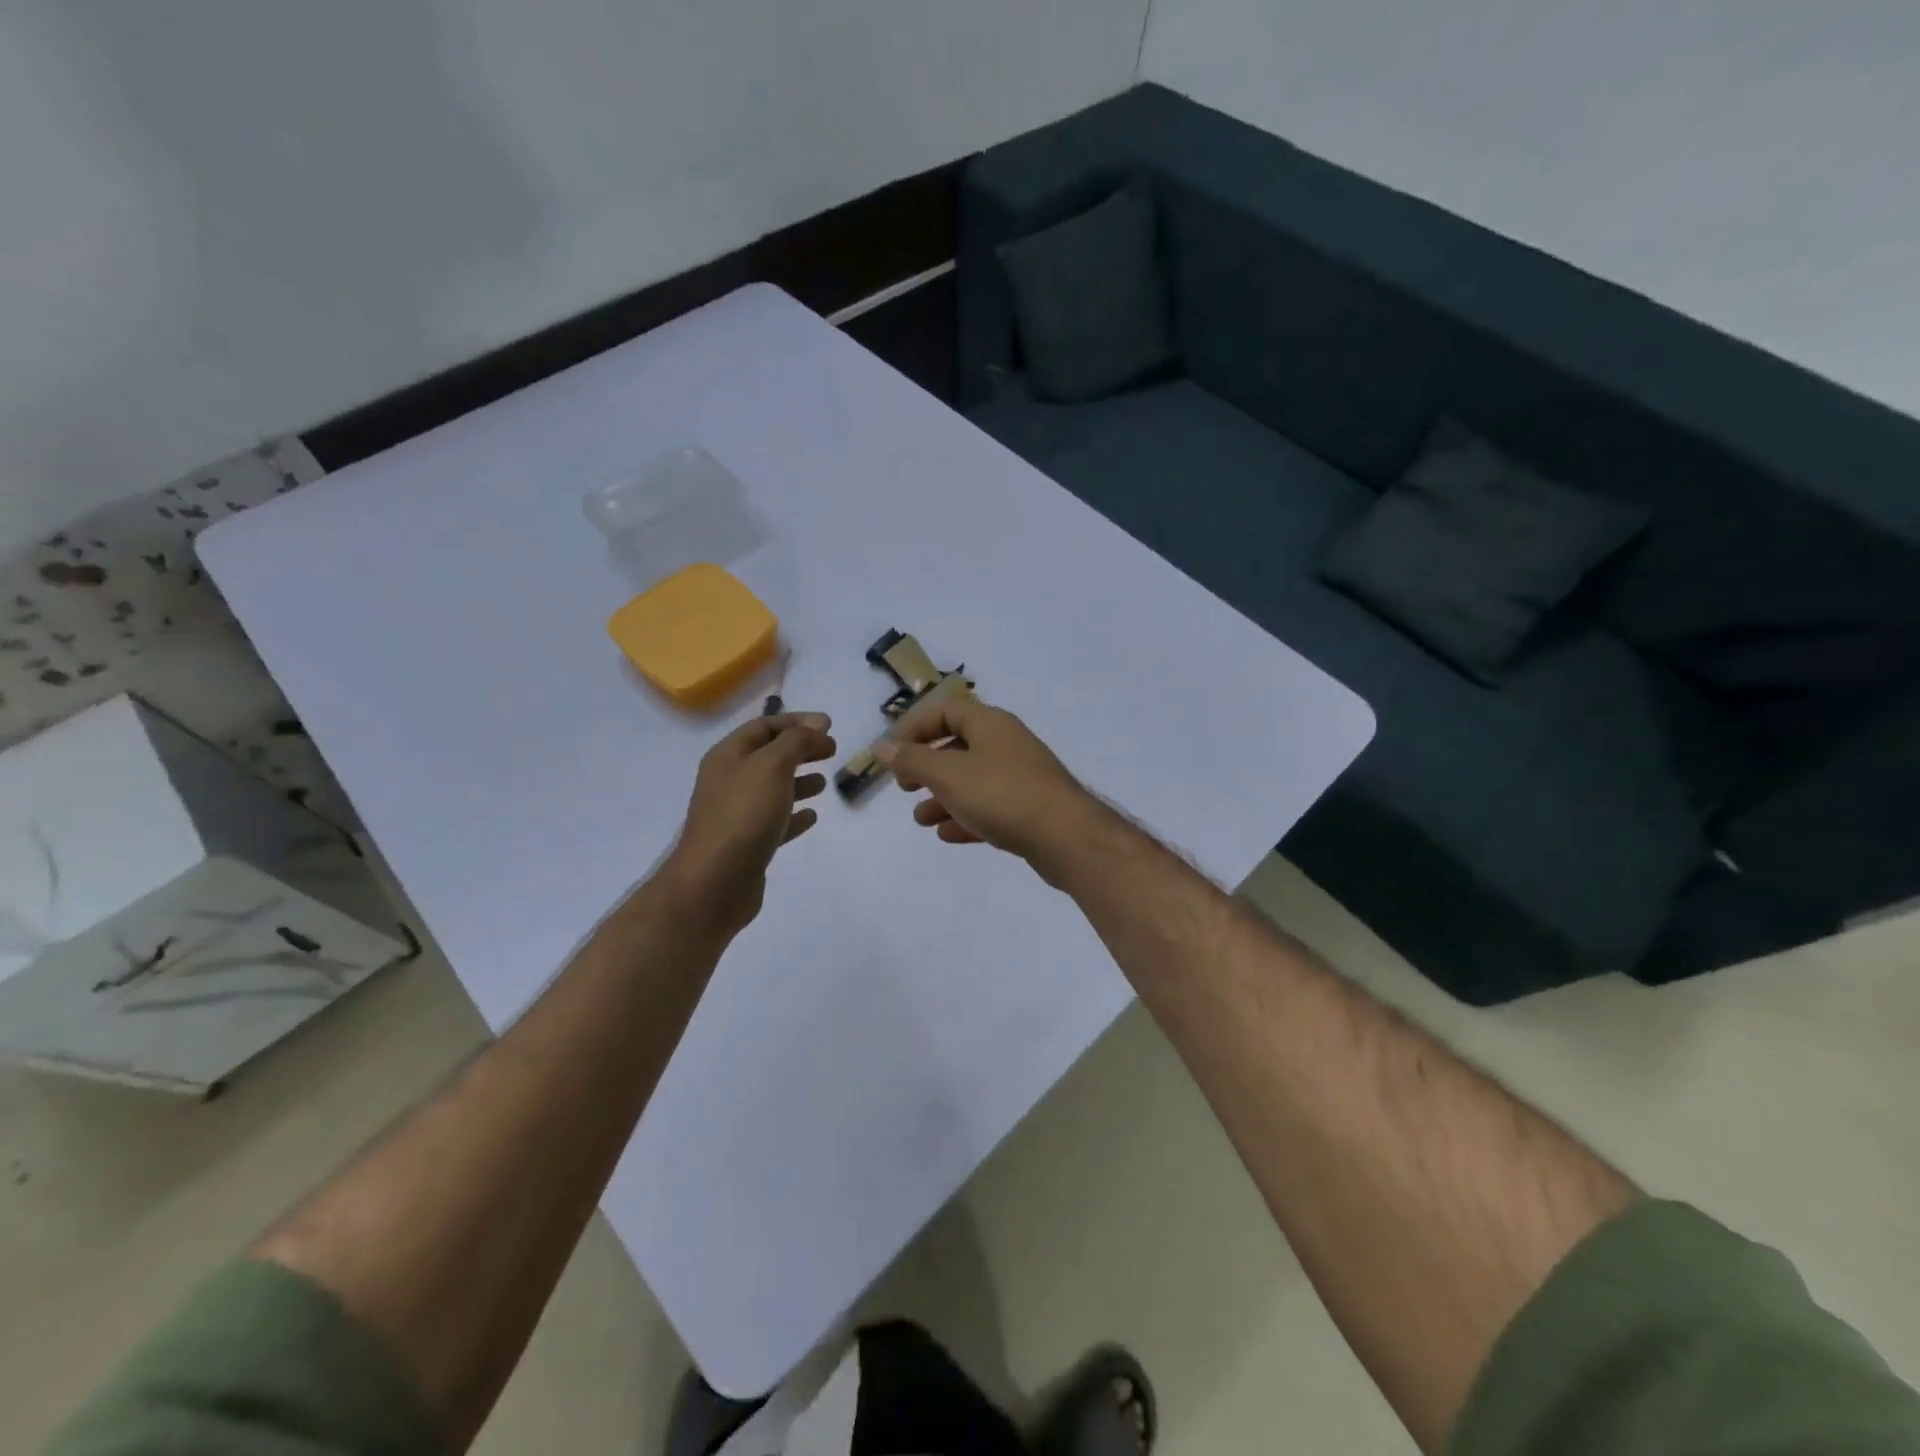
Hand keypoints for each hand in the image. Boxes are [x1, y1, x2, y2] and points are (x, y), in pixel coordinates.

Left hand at [662, 712, 835, 936]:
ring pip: (772, 789)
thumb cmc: (744, 814)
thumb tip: (817, 723)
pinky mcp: (747, 844)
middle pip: (768, 756)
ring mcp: (736, 814)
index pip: (764, 726)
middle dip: (800, 749)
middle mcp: (728, 781)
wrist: (715, 881)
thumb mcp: (773, 765)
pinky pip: (774, 822)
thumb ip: (796, 740)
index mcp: (728, 756)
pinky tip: (812, 816)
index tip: (829, 725)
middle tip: (832, 750)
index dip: (796, 722)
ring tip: (824, 782)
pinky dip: (793, 815)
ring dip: (798, 781)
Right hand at [875, 696, 1099, 881]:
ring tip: (920, 819)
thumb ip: (912, 760)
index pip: (945, 711)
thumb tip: (881, 746)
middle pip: (958, 746)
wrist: (1067, 837)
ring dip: (943, 797)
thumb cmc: (1001, 795)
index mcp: (990, 724)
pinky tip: (947, 835)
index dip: (914, 727)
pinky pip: (990, 807)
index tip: (890, 753)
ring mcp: (1021, 777)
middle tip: (905, 786)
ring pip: (973, 780)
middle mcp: (1007, 744)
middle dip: (927, 766)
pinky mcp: (1030, 808)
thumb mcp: (948, 775)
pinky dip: (966, 816)